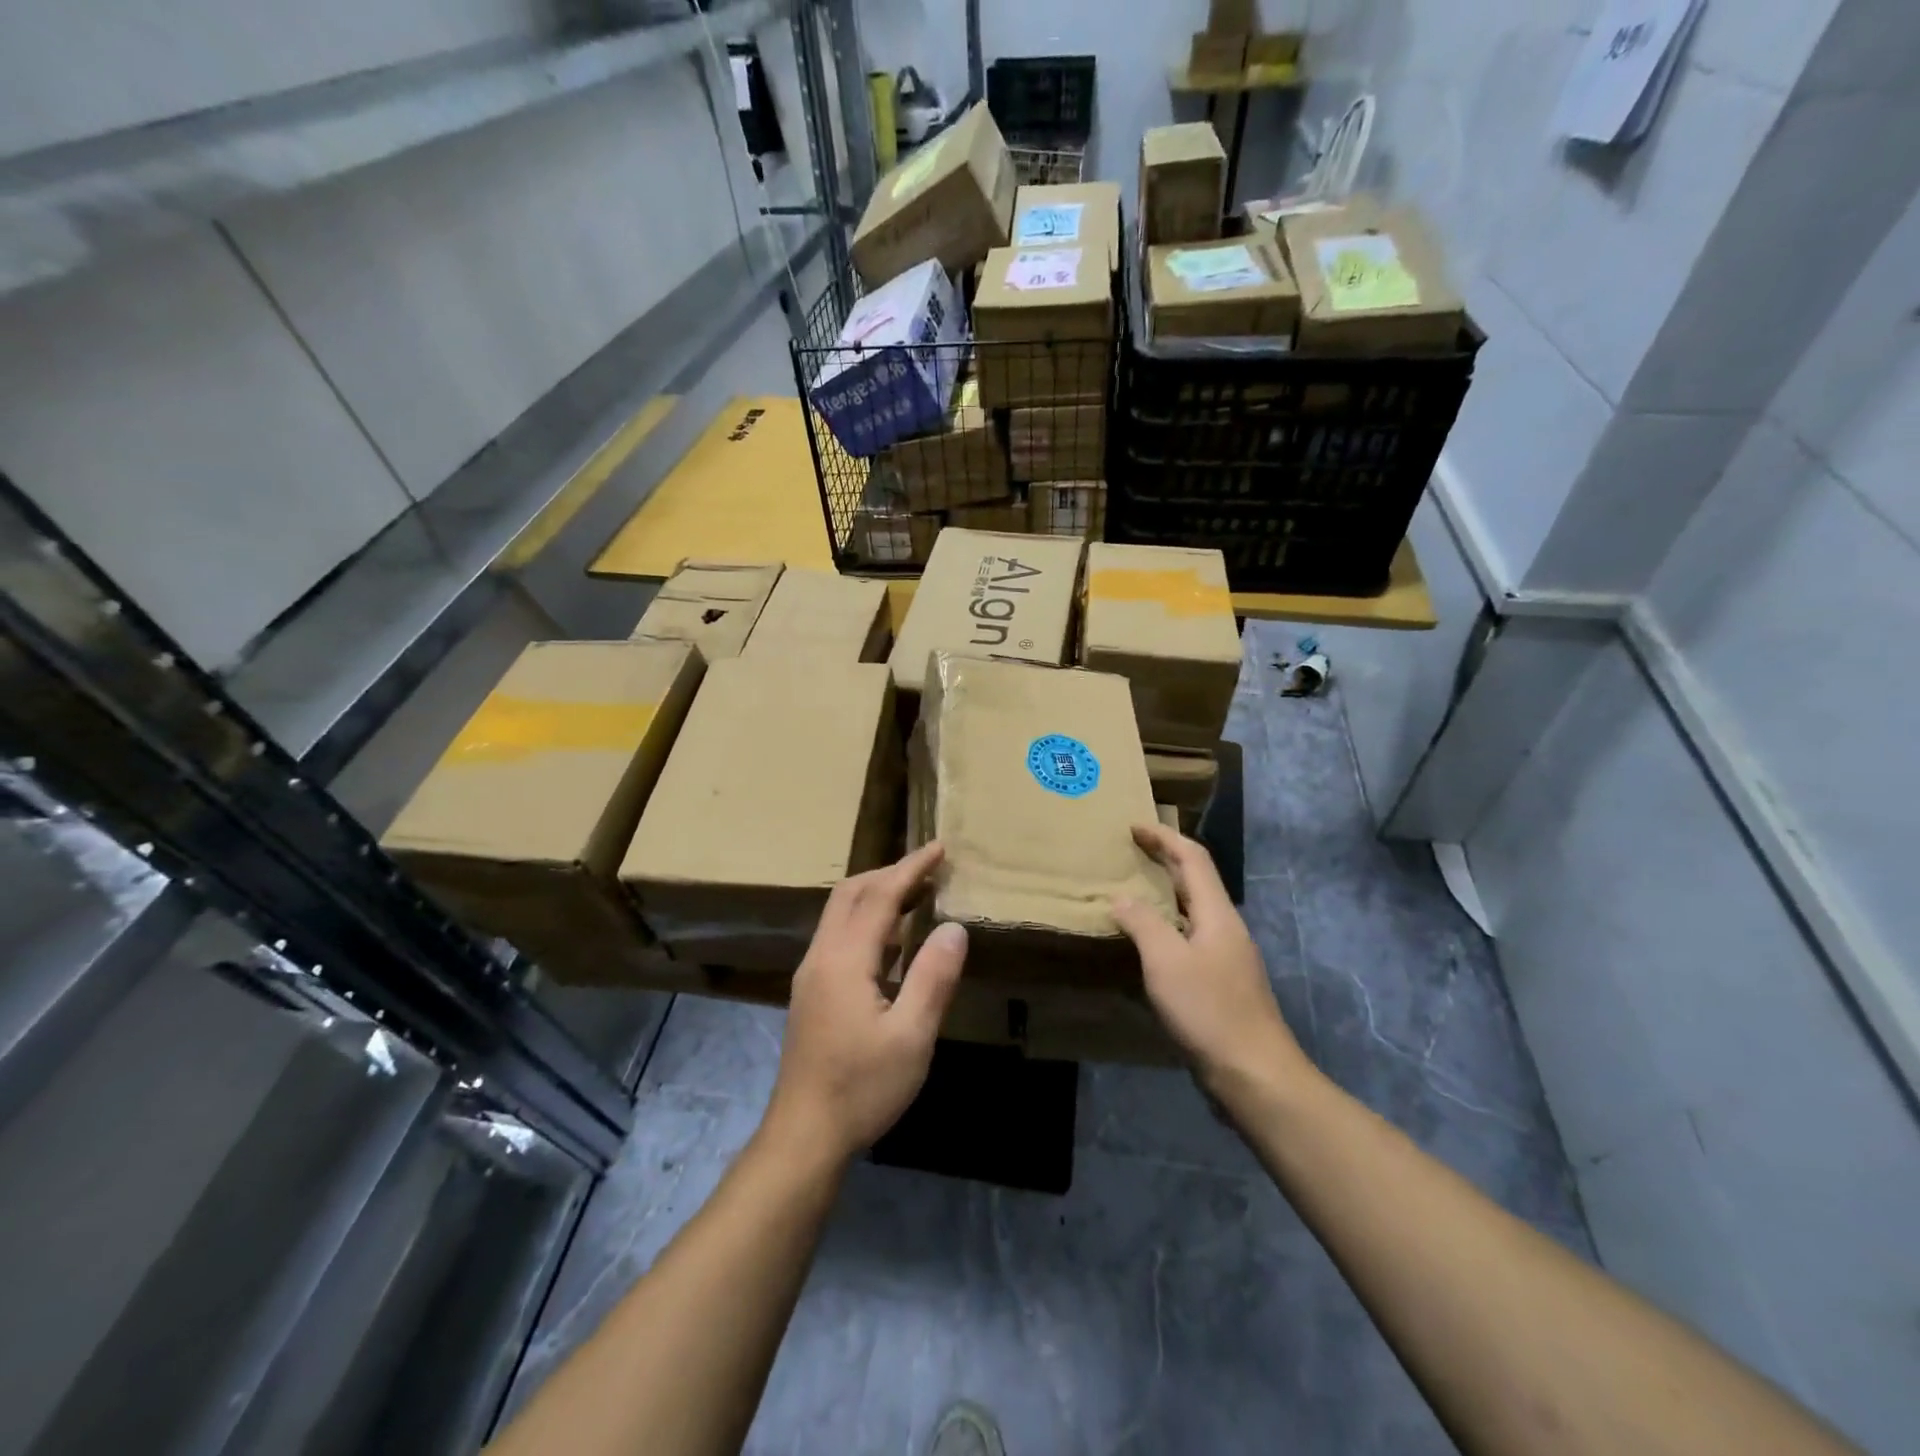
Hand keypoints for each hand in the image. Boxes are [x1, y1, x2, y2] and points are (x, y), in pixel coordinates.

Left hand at [763, 842, 968, 1165]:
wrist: (804, 1135)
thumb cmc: (862, 1087)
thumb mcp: (912, 1037)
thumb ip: (933, 977)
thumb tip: (954, 927)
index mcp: (844, 960)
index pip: (879, 896)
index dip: (911, 868)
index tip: (939, 847)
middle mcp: (821, 956)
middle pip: (850, 894)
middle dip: (890, 873)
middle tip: (929, 869)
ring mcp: (812, 974)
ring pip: (841, 914)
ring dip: (877, 895)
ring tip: (917, 895)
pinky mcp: (812, 992)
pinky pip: (839, 936)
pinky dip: (868, 921)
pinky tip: (893, 941)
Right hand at [1112, 823, 1312, 1097]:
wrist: (1255, 1075)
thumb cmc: (1209, 1011)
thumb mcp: (1166, 962)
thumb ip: (1142, 923)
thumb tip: (1121, 898)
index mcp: (1217, 914)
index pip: (1193, 859)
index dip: (1164, 838)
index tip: (1133, 827)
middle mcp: (1225, 928)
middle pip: (1196, 881)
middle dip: (1164, 860)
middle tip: (1129, 853)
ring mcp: (1226, 958)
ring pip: (1193, 911)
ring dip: (1164, 894)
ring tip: (1131, 892)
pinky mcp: (1221, 984)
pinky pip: (1189, 938)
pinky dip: (1166, 926)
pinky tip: (1147, 944)